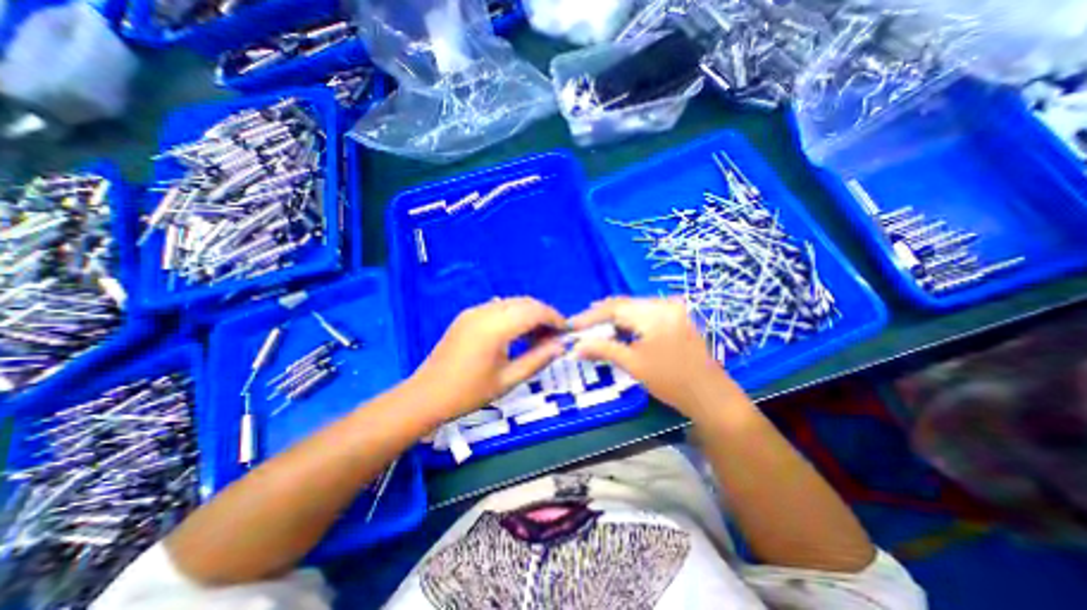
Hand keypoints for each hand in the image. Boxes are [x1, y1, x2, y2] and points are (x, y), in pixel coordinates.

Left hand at [412, 298, 564, 421]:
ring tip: (538, 338)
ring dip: (529, 315)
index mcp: (495, 327)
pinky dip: (514, 316)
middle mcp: (485, 312)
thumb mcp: (508, 380)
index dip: (555, 318)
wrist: (425, 396)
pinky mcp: (467, 316)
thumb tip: (561, 346)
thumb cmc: (468, 393)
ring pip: (512, 303)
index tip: (566, 332)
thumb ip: (537, 360)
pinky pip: (498, 308)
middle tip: (554, 337)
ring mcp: (474, 311)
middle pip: (525, 303)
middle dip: (544, 315)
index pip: (534, 311)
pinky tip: (517, 334)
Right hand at [570, 297, 737, 420]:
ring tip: (593, 328)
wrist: (711, 396)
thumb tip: (575, 347)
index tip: (571, 325)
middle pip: (623, 304)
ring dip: (613, 318)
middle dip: (599, 316)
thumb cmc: (671, 381)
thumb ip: (603, 349)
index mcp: (655, 313)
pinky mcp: (675, 316)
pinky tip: (616, 329)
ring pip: (633, 308)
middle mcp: (664, 304)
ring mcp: (672, 309)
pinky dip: (628, 322)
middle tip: (579, 327)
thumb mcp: (633, 364)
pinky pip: (644, 313)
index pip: (614, 307)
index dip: (590, 316)